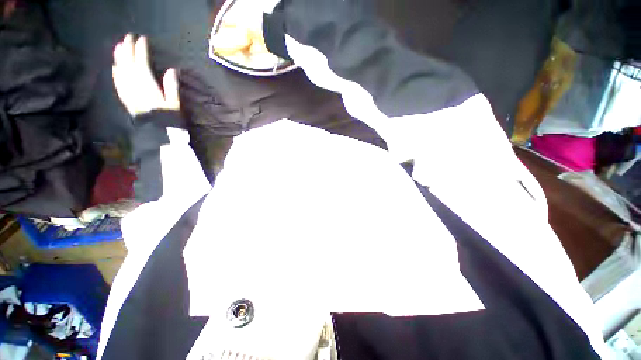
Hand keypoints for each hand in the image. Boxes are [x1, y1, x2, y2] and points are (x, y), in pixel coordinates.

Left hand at [112, 34, 179, 116]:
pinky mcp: (125, 97)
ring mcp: (127, 90)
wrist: (155, 133)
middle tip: (129, 37)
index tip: (142, 39)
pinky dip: (116, 71)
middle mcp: (133, 84)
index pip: (141, 61)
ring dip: (119, 57)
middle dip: (128, 48)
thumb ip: (171, 86)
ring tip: (119, 46)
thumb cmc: (168, 119)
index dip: (141, 49)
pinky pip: (117, 81)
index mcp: (147, 84)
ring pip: (120, 69)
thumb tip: (172, 70)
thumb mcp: (174, 103)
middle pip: (128, 62)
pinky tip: (115, 67)